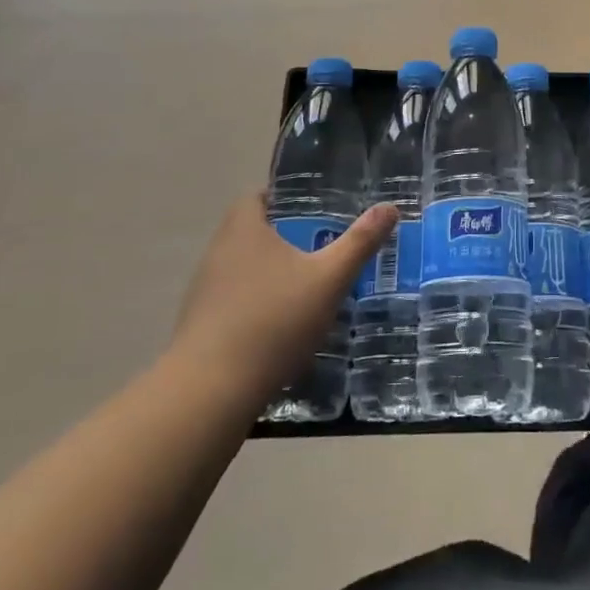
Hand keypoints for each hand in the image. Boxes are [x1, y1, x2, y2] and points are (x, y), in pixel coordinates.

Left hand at [167, 192, 397, 407]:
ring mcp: (204, 291)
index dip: (287, 199)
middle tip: (323, 247)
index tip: (316, 210)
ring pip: (244, 268)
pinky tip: (281, 327)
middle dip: (286, 237)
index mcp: (244, 228)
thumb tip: (389, 207)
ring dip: (271, 273)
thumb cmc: (273, 321)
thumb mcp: (329, 279)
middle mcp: (218, 251)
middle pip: (253, 232)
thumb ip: (360, 242)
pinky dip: (257, 304)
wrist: (210, 392)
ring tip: (308, 287)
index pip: (260, 197)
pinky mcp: (200, 326)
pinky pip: (234, 301)